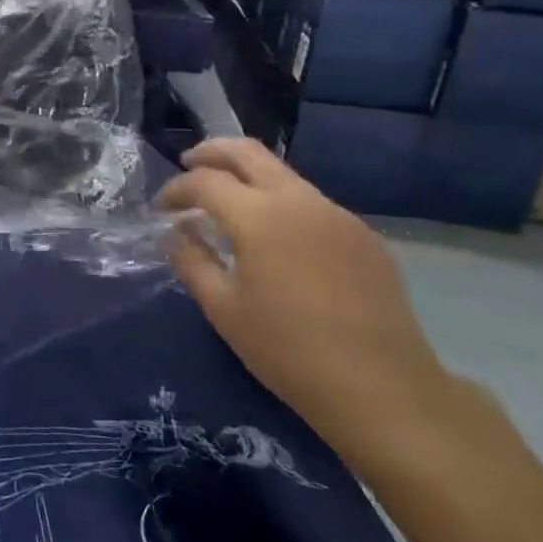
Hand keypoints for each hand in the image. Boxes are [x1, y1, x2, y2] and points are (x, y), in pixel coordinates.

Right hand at [159, 138, 455, 473]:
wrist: (382, 389)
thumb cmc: (289, 351)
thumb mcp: (224, 310)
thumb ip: (192, 262)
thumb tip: (176, 235)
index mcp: (259, 216)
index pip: (205, 181)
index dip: (176, 189)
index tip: (160, 208)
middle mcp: (299, 200)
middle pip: (248, 152)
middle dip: (211, 152)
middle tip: (188, 165)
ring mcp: (337, 214)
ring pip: (283, 174)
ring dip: (248, 177)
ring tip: (228, 204)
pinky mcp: (363, 235)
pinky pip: (311, 203)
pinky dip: (281, 204)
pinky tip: (277, 239)